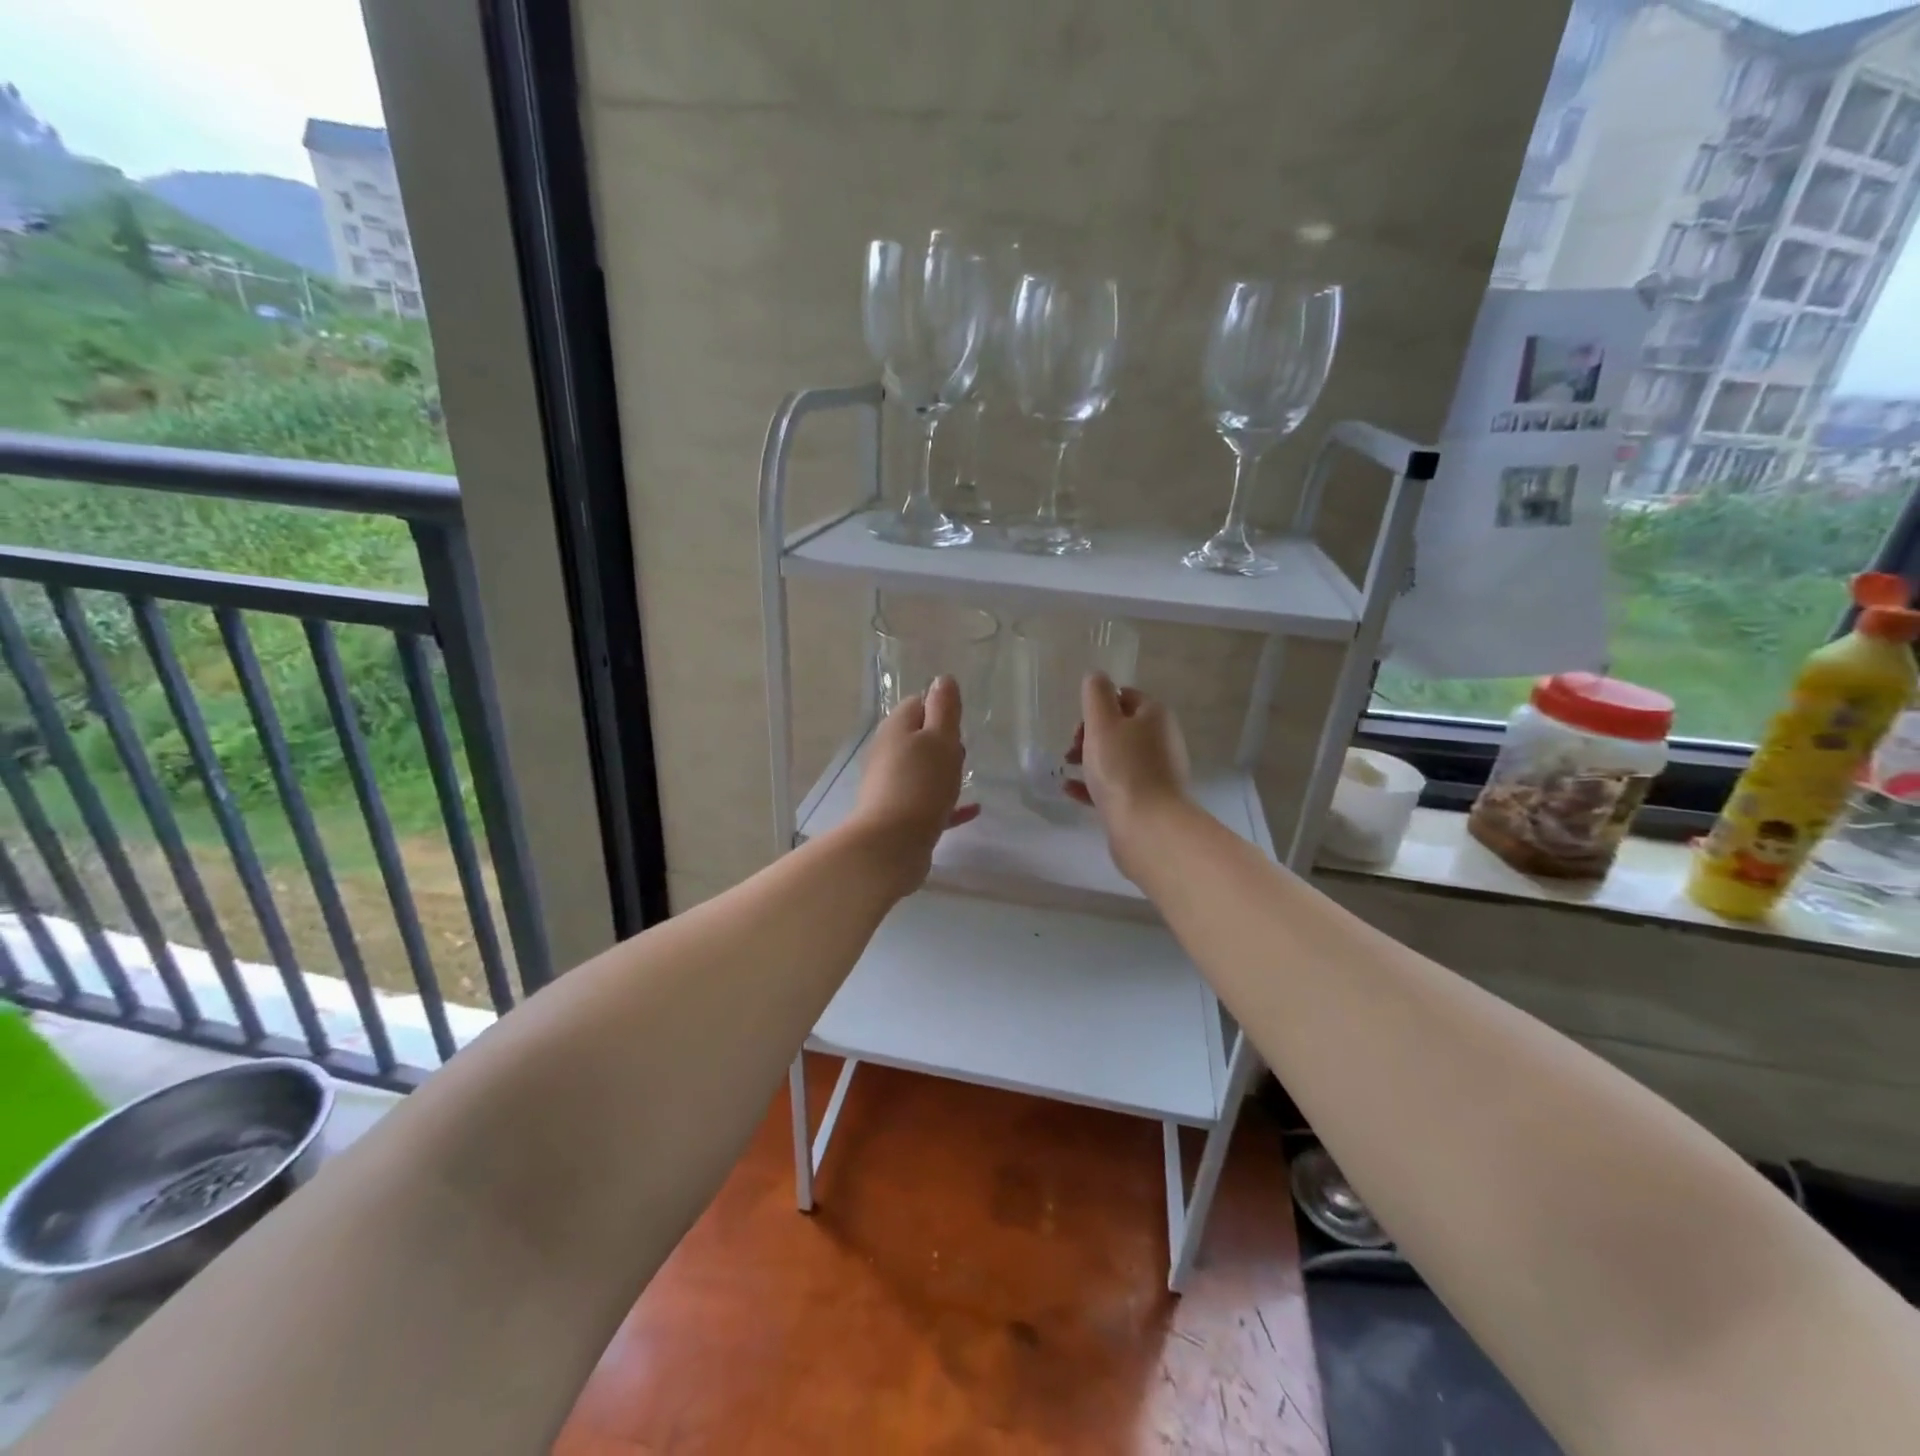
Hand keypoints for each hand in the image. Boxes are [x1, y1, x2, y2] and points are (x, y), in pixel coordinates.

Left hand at [848, 675, 978, 895]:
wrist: (891, 845)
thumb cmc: (921, 784)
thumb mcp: (941, 740)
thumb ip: (944, 709)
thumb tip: (942, 679)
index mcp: (896, 728)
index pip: (917, 704)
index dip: (940, 710)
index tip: (959, 724)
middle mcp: (887, 753)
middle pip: (917, 737)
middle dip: (942, 741)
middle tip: (962, 752)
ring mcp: (890, 785)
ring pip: (920, 770)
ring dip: (942, 772)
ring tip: (964, 778)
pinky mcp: (897, 815)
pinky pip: (926, 802)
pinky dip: (946, 802)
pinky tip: (971, 810)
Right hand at [1066, 673, 1190, 881]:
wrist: (1147, 826)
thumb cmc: (1122, 768)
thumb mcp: (1102, 723)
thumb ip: (1096, 695)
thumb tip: (1096, 676)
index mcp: (1154, 716)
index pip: (1125, 696)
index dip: (1098, 705)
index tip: (1078, 724)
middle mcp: (1160, 740)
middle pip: (1120, 728)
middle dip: (1090, 734)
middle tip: (1071, 749)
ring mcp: (1156, 772)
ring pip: (1116, 757)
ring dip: (1089, 759)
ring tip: (1066, 769)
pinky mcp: (1146, 800)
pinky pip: (1115, 784)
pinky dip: (1092, 784)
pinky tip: (1070, 790)